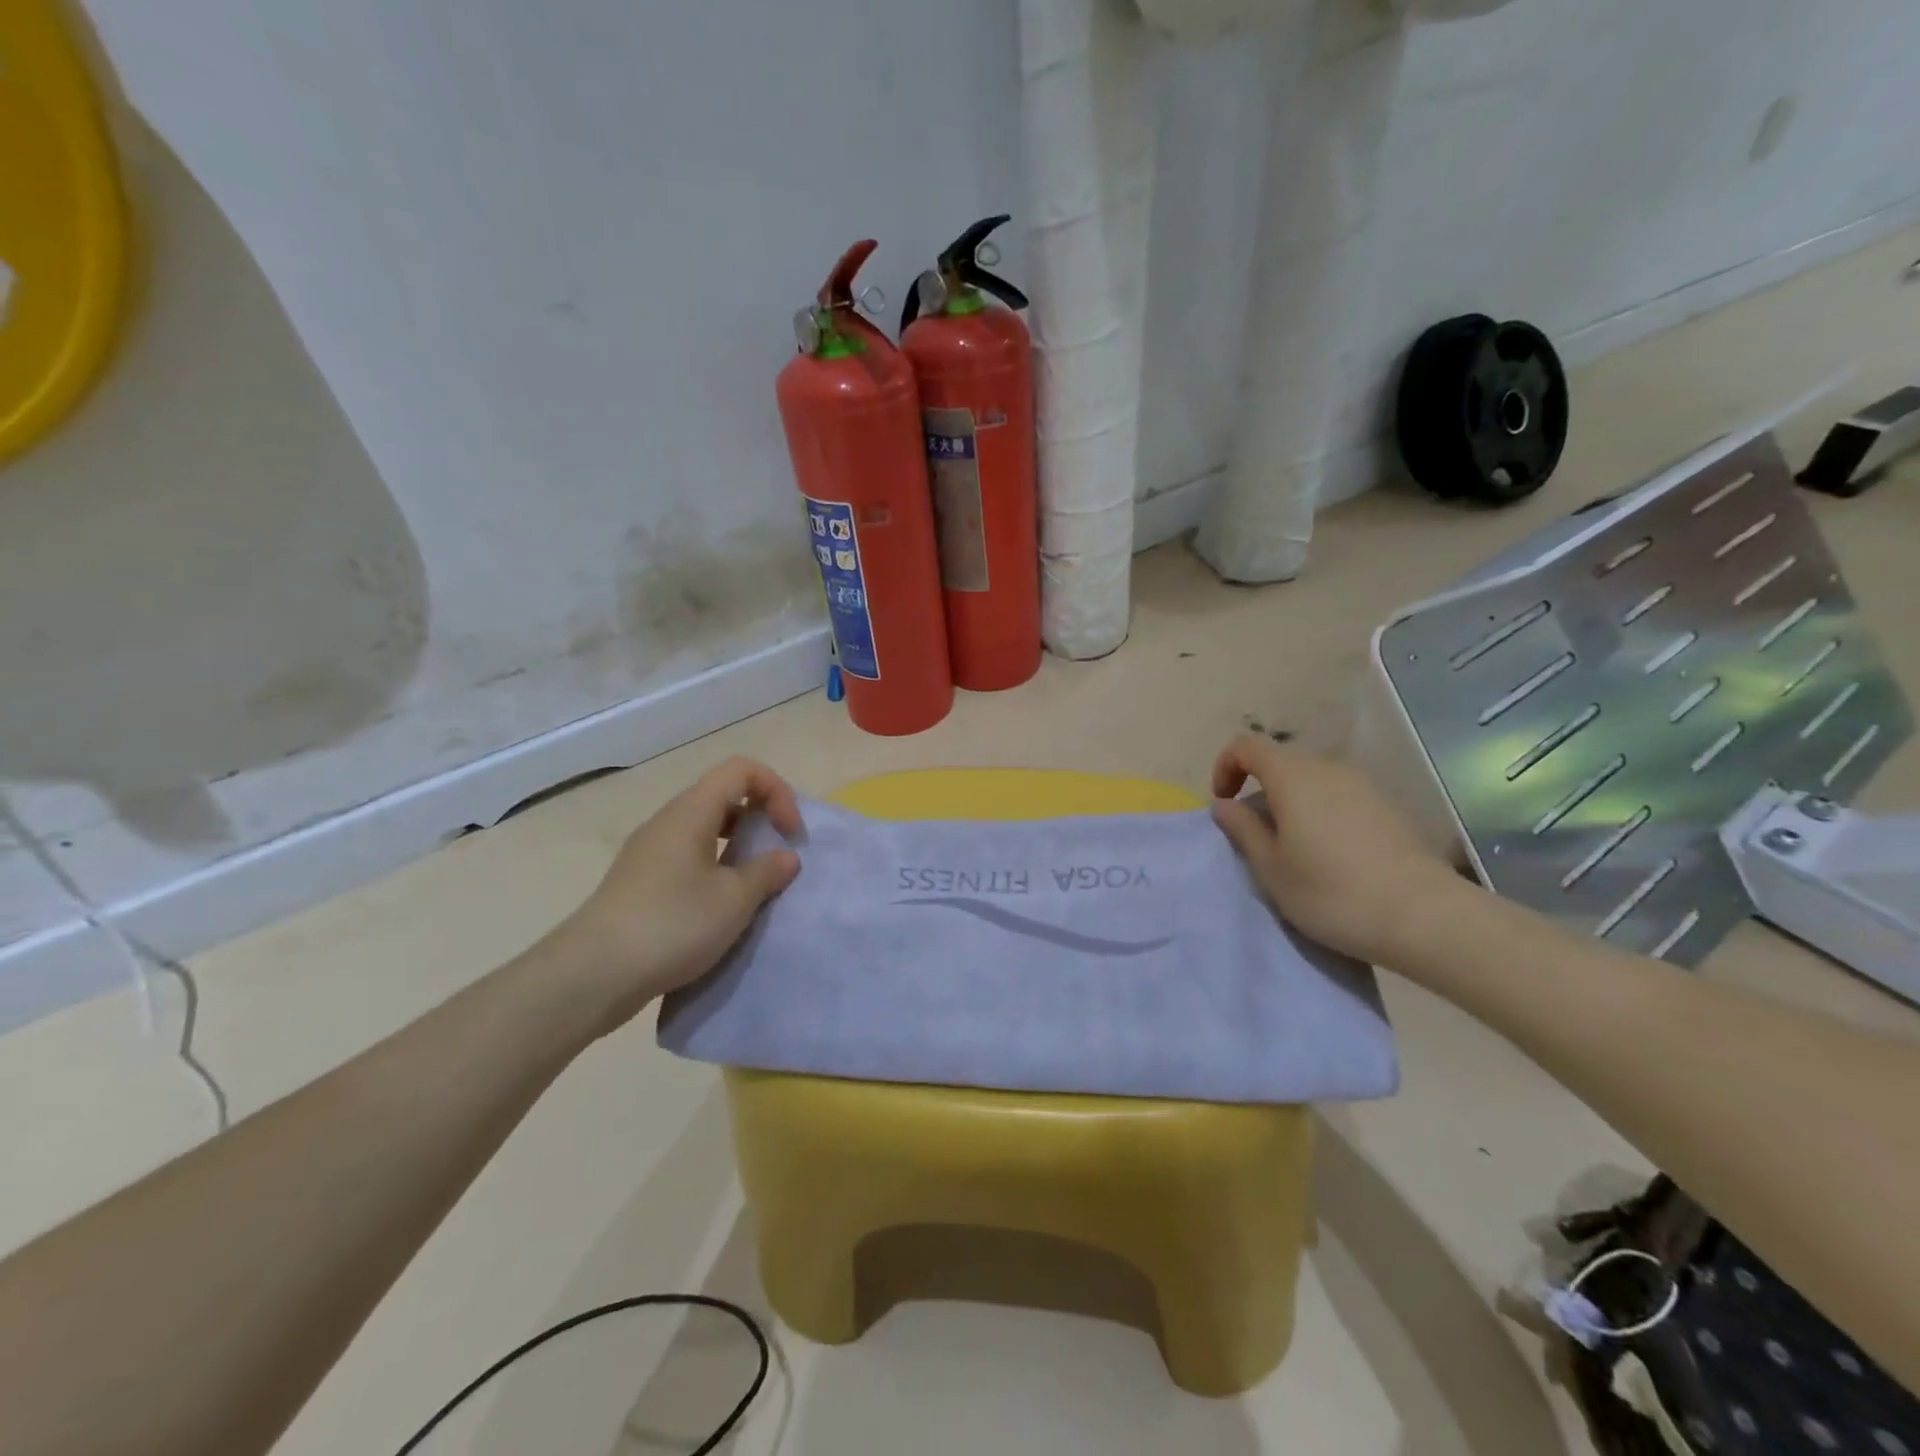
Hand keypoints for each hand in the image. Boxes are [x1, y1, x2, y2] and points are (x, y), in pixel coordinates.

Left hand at [543, 757, 803, 1035]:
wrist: (592, 974)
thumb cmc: (672, 925)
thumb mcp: (734, 900)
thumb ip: (767, 872)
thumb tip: (785, 857)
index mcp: (691, 812)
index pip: (742, 770)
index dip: (776, 792)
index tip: (790, 834)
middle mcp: (668, 821)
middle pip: (724, 795)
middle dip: (761, 817)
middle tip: (779, 855)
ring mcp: (650, 851)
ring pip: (706, 828)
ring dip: (739, 846)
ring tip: (755, 884)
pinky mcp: (640, 881)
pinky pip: (689, 856)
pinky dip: (716, 867)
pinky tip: (722, 906)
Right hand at [1210, 734, 1453, 966]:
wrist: (1423, 915)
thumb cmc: (1331, 892)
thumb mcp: (1271, 868)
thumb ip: (1243, 829)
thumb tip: (1225, 805)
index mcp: (1292, 777)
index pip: (1246, 746)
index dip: (1225, 766)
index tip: (1224, 804)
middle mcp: (1327, 769)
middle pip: (1281, 762)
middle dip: (1259, 790)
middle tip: (1256, 836)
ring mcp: (1363, 785)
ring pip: (1312, 780)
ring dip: (1292, 804)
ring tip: (1294, 849)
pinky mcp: (1388, 806)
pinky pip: (1340, 796)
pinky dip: (1322, 813)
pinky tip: (1332, 855)